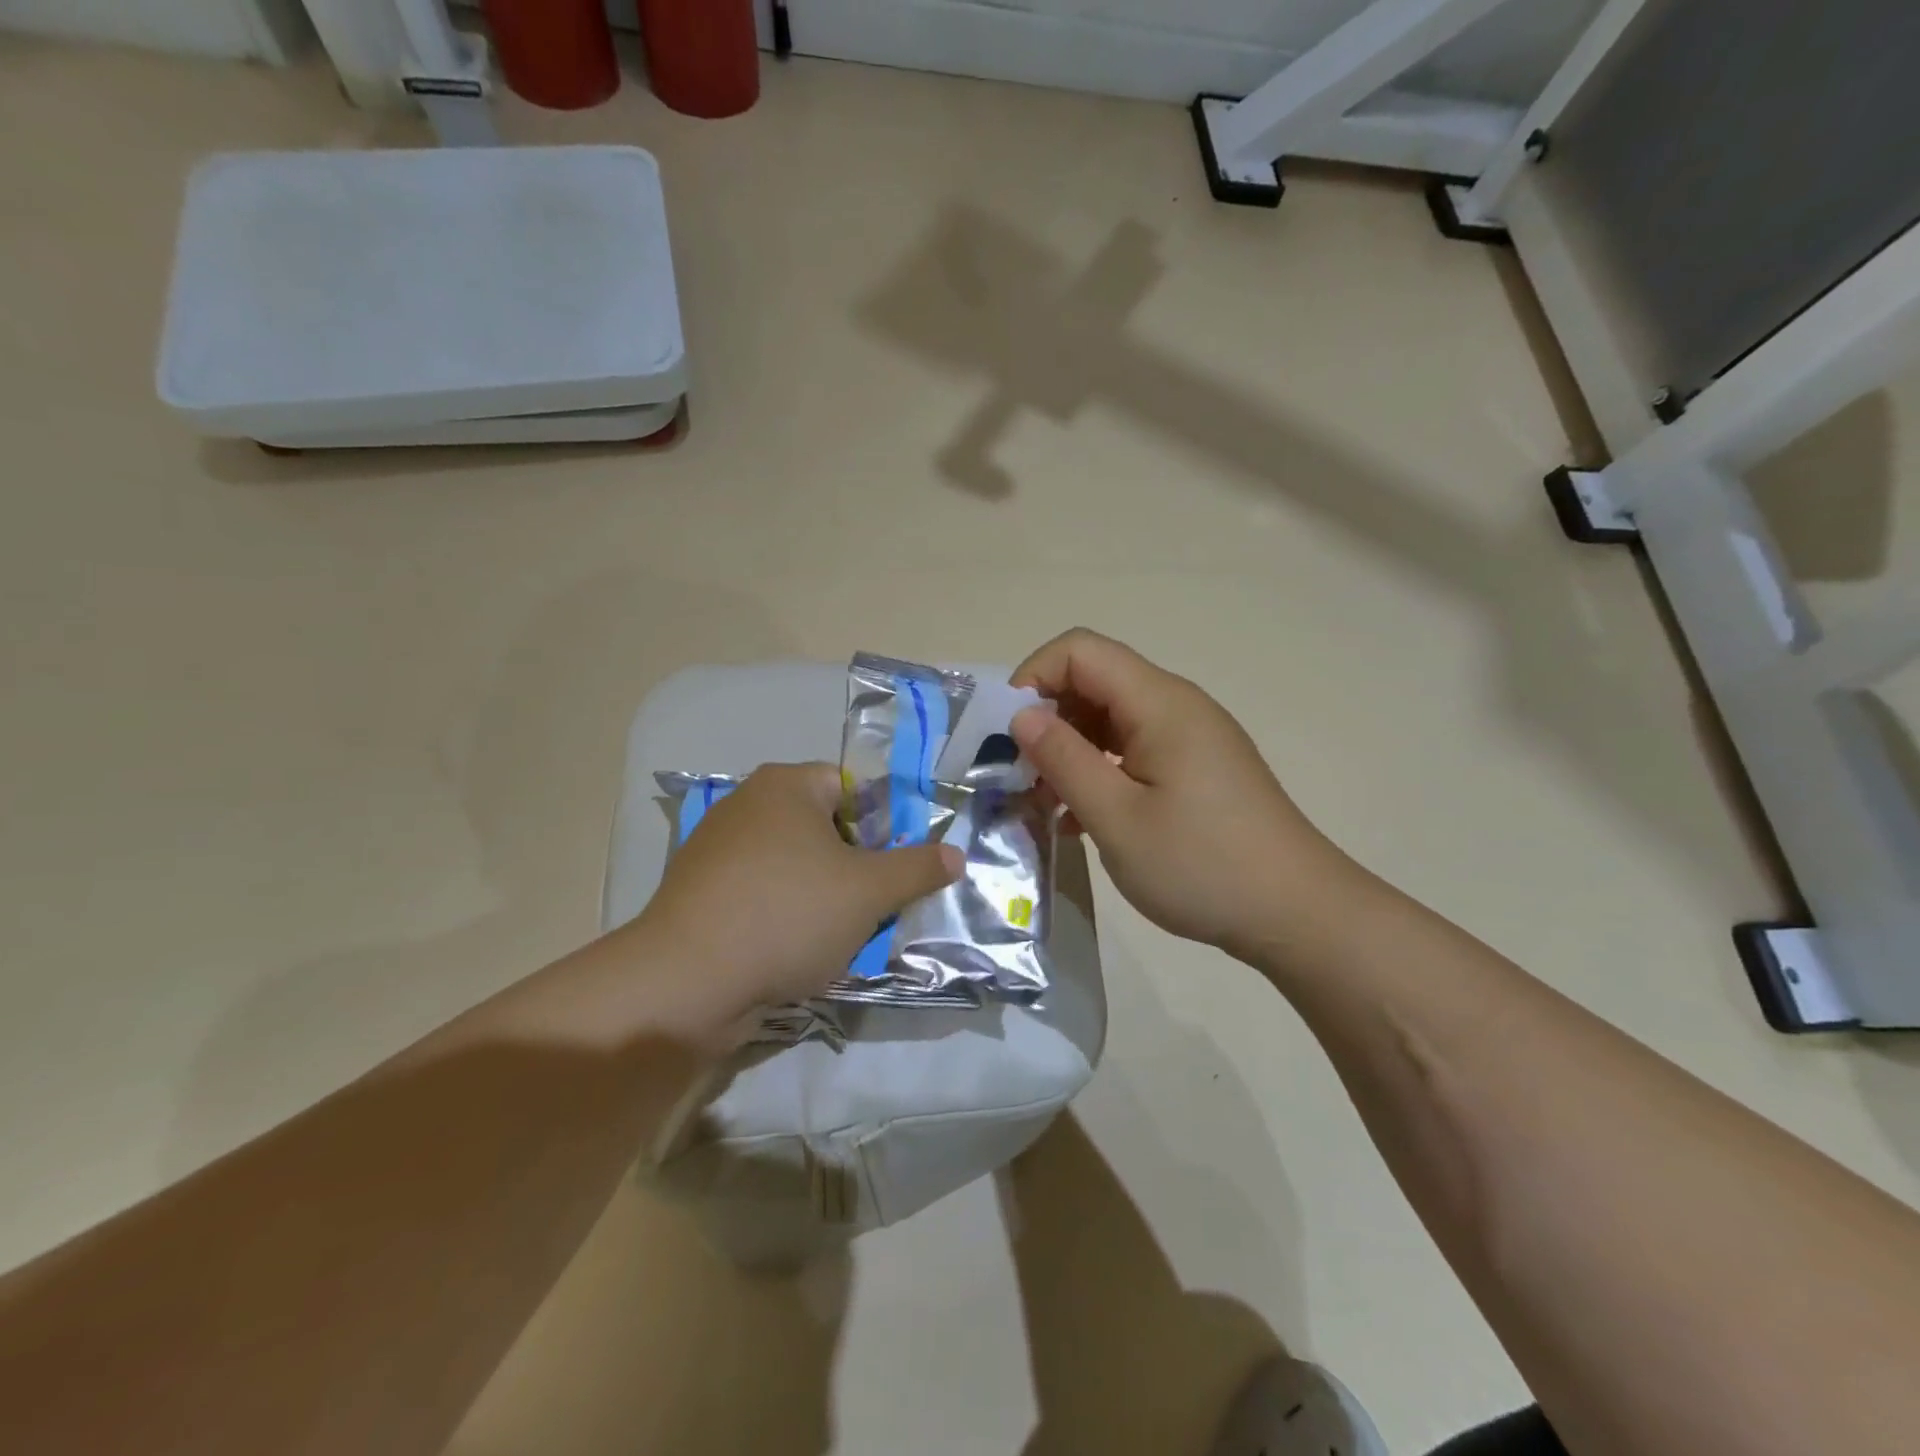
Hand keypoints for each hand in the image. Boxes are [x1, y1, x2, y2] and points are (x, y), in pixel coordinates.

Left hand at [633, 762, 963, 1024]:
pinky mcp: (700, 892)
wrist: (686, 982)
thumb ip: (918, 868)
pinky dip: (783, 914)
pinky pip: (760, 893)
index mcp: (786, 784)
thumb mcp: (869, 891)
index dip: (882, 827)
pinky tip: (793, 950)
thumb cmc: (788, 914)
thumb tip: (956, 855)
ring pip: (793, 865)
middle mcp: (747, 804)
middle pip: (824, 828)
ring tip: (837, 935)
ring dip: (822, 895)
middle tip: (872, 905)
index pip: (852, 788)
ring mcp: (716, 849)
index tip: (891, 871)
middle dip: (854, 866)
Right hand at [1010, 629, 1348, 956]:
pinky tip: (1083, 818)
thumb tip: (1021, 714)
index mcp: (1160, 703)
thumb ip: (1064, 759)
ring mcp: (1189, 737)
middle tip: (1022, 776)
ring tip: (1047, 803)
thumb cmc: (1202, 865)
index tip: (1008, 735)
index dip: (1033, 678)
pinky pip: (1132, 749)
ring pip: (1109, 718)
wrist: (1297, 913)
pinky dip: (1098, 770)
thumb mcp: (1117, 817)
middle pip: (1094, 680)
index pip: (1080, 650)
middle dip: (1047, 719)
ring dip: (1070, 751)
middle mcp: (1176, 706)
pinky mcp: (1195, 767)